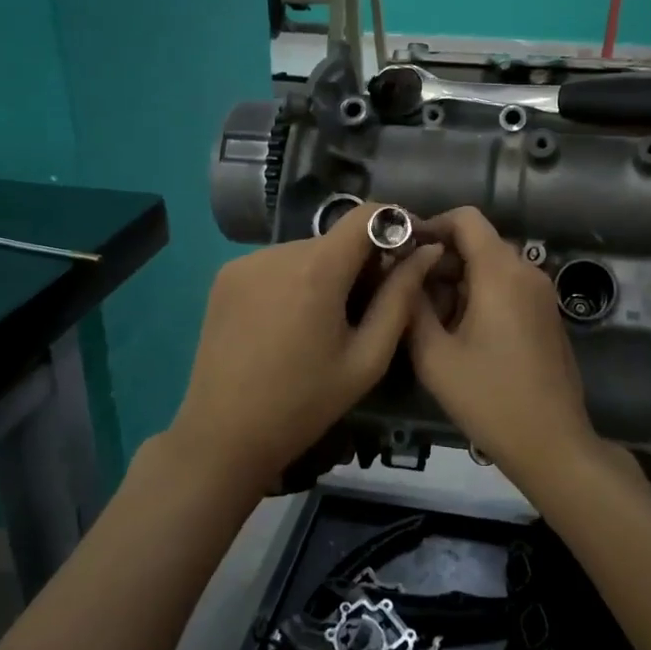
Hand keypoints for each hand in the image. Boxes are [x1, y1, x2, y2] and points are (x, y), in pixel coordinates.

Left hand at [168, 204, 440, 494]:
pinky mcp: (225, 276)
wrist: (224, 435)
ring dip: (327, 273)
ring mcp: (246, 262)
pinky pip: (276, 264)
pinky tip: (290, 323)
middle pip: (337, 238)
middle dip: (361, 262)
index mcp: (317, 269)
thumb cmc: (305, 403)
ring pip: (307, 252)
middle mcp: (278, 251)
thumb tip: (427, 252)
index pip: (367, 214)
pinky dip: (295, 280)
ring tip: (326, 323)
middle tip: (369, 308)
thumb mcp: (367, 358)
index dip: (396, 224)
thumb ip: (401, 298)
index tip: (411, 250)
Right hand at [406, 208, 598, 473]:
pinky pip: (508, 287)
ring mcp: (541, 294)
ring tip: (428, 317)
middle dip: (440, 259)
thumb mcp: (434, 354)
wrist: (552, 442)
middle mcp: (527, 271)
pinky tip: (459, 332)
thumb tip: (403, 272)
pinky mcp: (546, 315)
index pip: (466, 218)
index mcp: (500, 272)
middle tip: (407, 290)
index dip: (431, 224)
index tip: (403, 250)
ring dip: (458, 280)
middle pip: (478, 242)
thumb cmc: (489, 397)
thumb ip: (412, 305)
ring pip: (492, 266)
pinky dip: (480, 294)